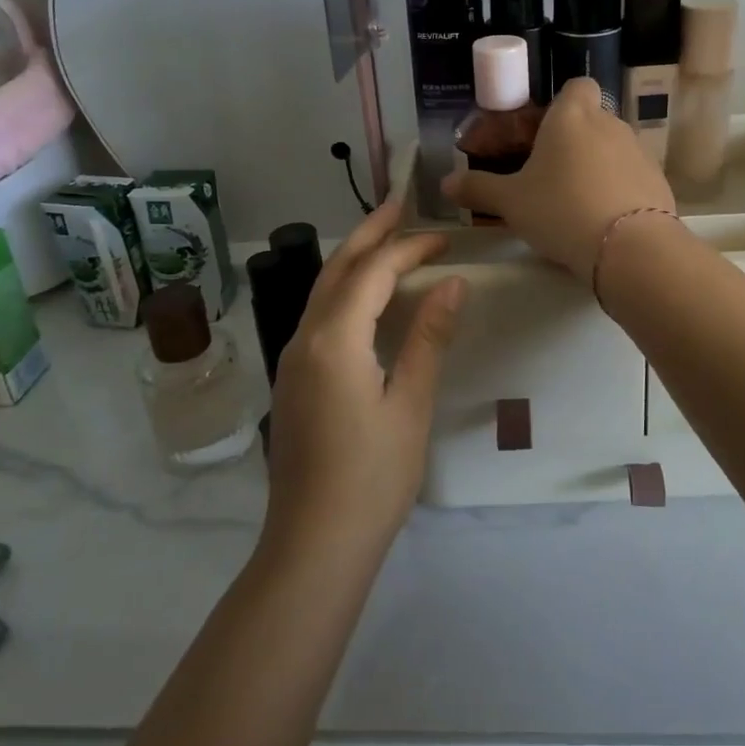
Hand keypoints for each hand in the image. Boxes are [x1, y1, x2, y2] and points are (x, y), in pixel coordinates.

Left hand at [263, 199, 465, 561]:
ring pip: (323, 289)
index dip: (409, 248)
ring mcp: (292, 359)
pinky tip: (367, 295)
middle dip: (370, 232)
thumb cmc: (372, 477)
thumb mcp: (410, 404)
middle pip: (337, 267)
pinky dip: (346, 288)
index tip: (445, 237)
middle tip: (400, 201)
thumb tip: (452, 283)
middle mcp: (304, 338)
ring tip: (386, 236)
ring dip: (355, 257)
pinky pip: (320, 314)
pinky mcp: (294, 379)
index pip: (373, 272)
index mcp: (333, 340)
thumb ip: (428, 337)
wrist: (314, 544)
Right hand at [442, 78, 674, 282]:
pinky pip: (632, 176)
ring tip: (575, 202)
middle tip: (549, 175)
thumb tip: (446, 184)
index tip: (544, 131)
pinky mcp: (658, 181)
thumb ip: (478, 189)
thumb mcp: (511, 203)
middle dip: (573, 141)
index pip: (576, 86)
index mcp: (572, 117)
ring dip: (596, 165)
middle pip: (592, 119)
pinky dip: (618, 189)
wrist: (628, 247)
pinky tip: (603, 219)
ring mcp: (639, 151)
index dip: (562, 103)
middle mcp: (610, 124)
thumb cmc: (560, 210)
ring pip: (612, 148)